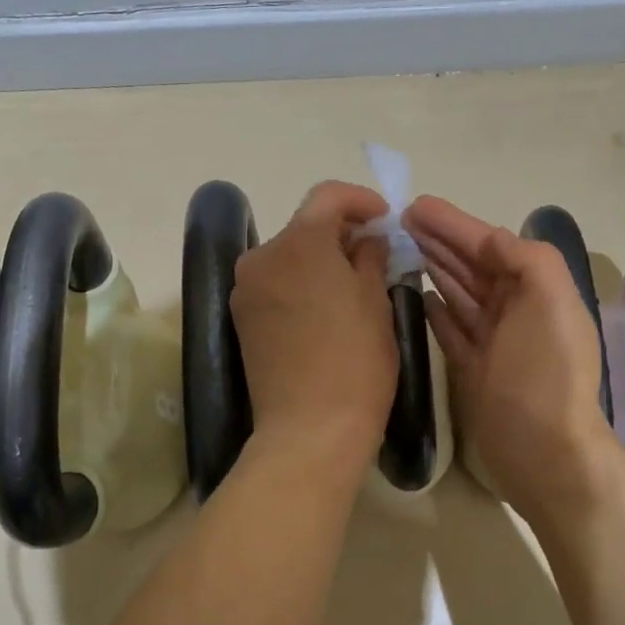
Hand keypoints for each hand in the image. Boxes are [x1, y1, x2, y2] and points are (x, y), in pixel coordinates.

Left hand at [231, 181, 397, 473]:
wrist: (309, 428)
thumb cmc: (356, 360)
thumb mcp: (376, 302)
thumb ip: (370, 257)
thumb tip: (366, 239)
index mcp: (300, 241)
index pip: (328, 196)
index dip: (360, 200)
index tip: (384, 219)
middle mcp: (262, 256)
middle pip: (305, 226)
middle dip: (340, 233)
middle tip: (374, 254)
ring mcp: (245, 288)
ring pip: (288, 256)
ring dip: (319, 259)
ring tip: (351, 285)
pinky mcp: (240, 318)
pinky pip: (275, 284)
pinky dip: (299, 283)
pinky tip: (323, 309)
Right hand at [405, 195, 624, 524]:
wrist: (544, 450)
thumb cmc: (544, 371)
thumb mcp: (548, 301)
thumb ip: (524, 258)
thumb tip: (488, 240)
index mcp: (535, 290)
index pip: (489, 244)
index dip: (453, 224)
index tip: (413, 206)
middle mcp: (515, 310)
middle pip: (471, 265)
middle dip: (438, 241)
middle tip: (396, 222)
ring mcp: (493, 341)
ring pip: (457, 293)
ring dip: (433, 268)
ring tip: (399, 249)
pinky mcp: (472, 368)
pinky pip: (450, 328)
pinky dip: (435, 309)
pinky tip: (416, 295)